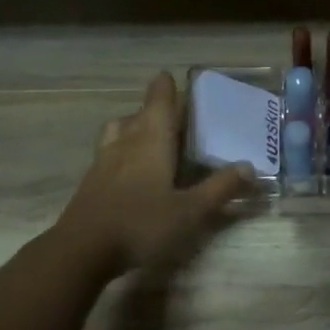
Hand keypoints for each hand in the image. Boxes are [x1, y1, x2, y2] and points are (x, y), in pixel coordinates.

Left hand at [55, 72, 250, 277]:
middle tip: (175, 114)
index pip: (158, 101)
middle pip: (138, 114)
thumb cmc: (141, 224)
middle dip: (155, 109)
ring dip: (133, 127)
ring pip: (118, 132)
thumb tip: (248, 167)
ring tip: (149, 138)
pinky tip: (132, 172)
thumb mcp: (191, 211)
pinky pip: (108, 154)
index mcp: (151, 140)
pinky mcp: (90, 184)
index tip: (171, 77)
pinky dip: (122, 152)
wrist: (81, 252)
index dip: (165, 87)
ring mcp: (103, 163)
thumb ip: (220, 188)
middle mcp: (125, 143)